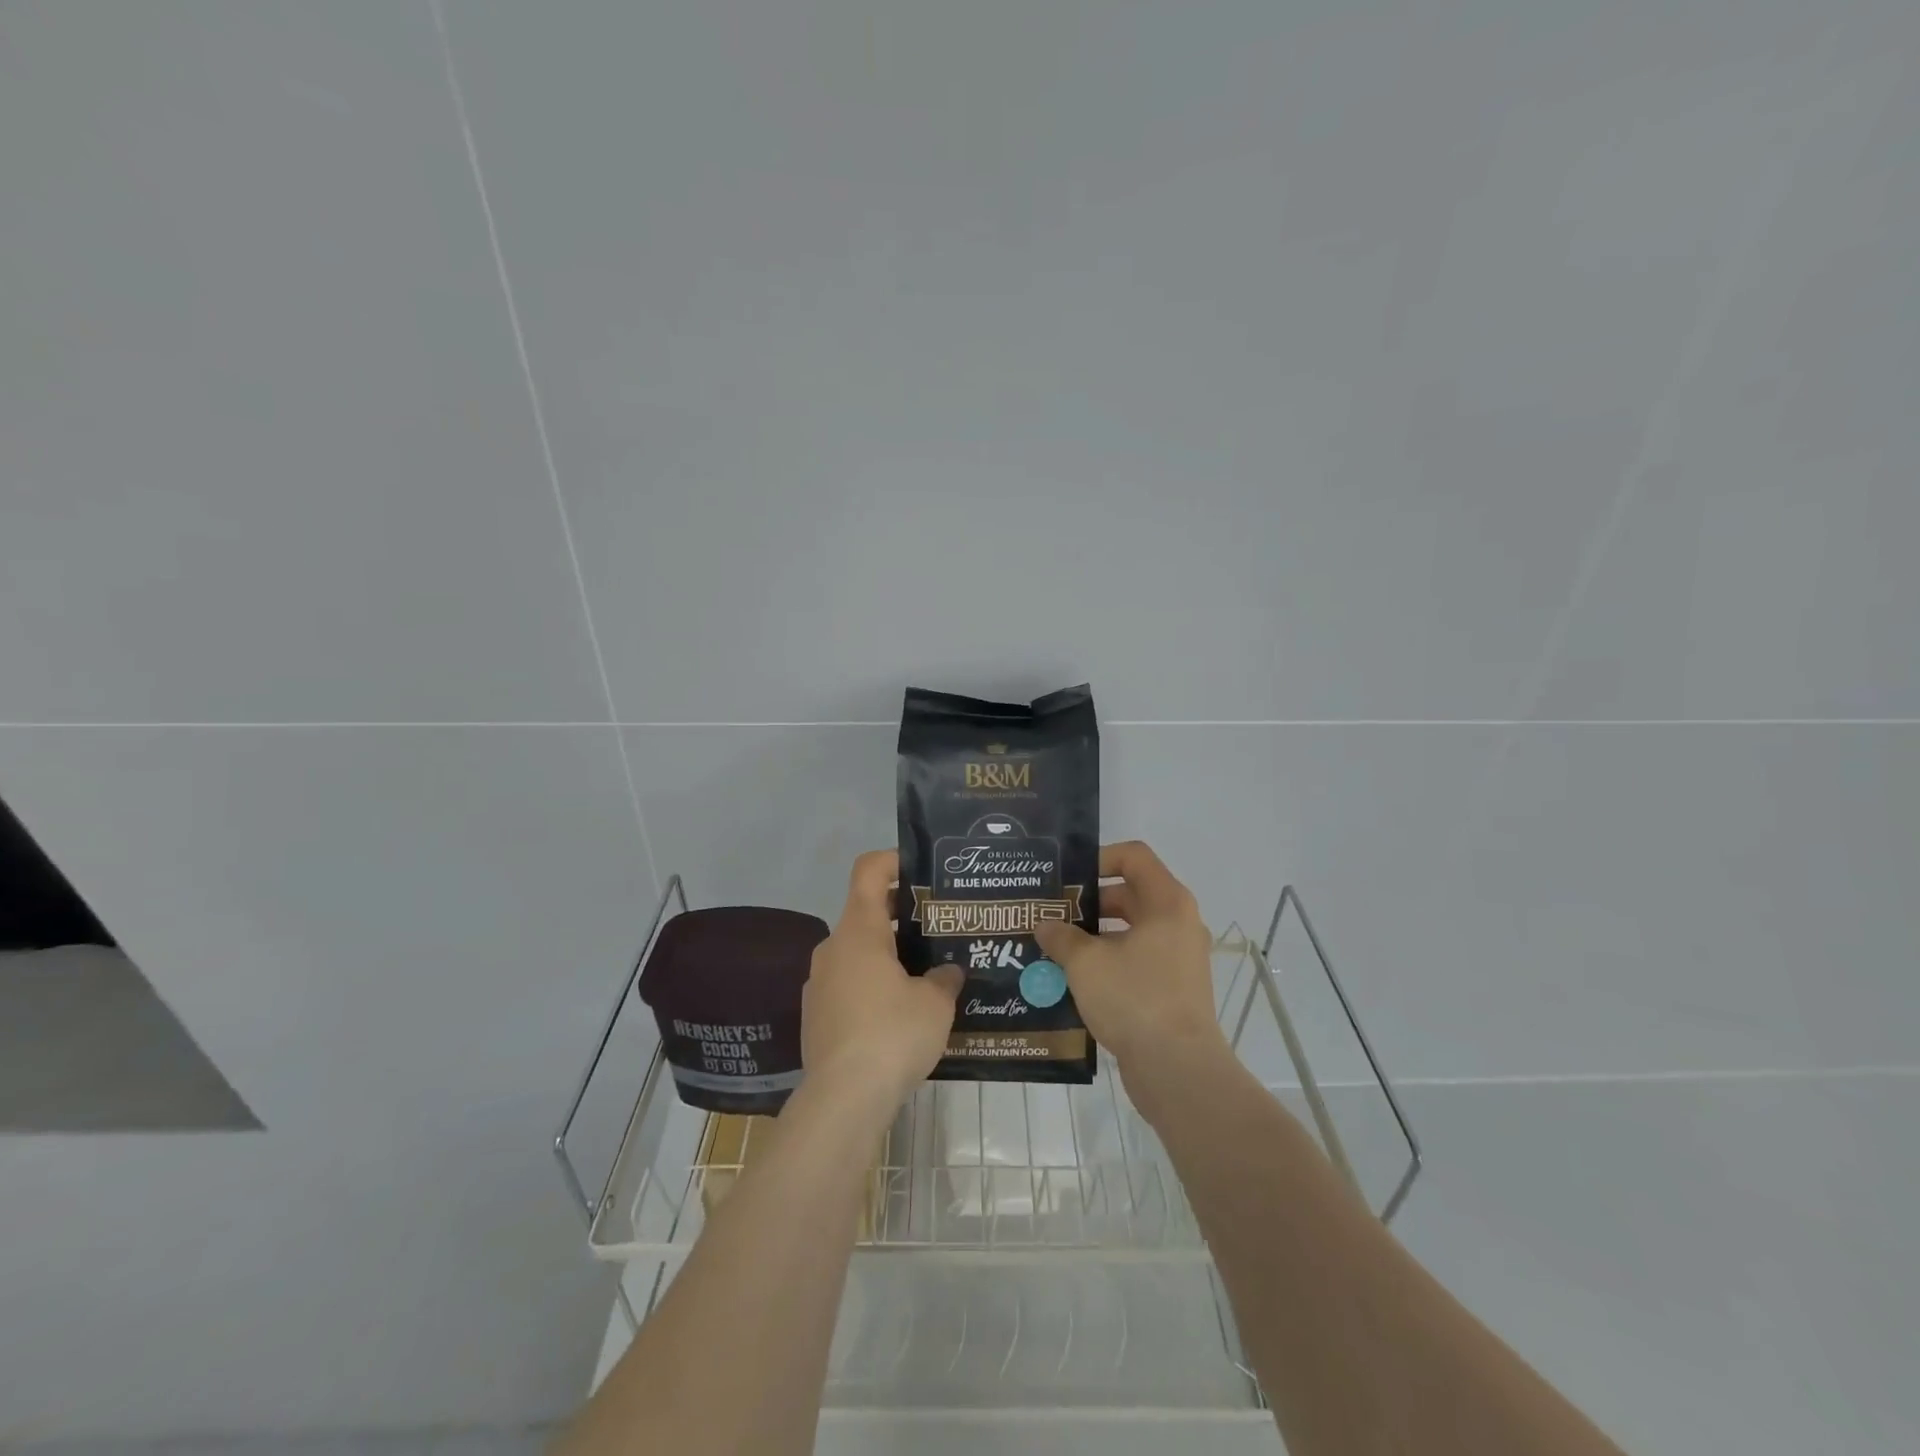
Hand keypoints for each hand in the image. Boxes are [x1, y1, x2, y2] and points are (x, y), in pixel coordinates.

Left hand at [802, 850, 962, 1110]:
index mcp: (859, 931)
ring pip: (857, 952)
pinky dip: (871, 986)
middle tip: (937, 929)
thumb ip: (944, 978)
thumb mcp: (935, 1004)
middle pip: (865, 912)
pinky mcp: (815, 1016)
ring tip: (924, 975)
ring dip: (887, 955)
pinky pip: (848, 984)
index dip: (892, 860)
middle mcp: (833, 948)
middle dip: (901, 915)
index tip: (920, 870)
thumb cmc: (892, 1035)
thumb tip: (947, 973)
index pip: (868, 871)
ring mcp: (819, 983)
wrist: (842, 1099)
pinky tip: (898, 1016)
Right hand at [1034, 841, 1226, 1078]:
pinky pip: (1137, 960)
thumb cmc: (1134, 999)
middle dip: (1089, 902)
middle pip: (1130, 893)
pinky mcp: (1174, 988)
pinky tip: (1074, 978)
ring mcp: (1179, 958)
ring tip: (1056, 946)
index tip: (1068, 878)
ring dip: (1095, 935)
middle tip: (1052, 913)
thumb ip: (1061, 937)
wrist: (1177, 1070)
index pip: (1134, 856)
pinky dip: (1109, 961)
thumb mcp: (1086, 962)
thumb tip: (1045, 925)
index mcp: (1166, 903)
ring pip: (1131, 930)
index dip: (1099, 858)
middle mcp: (1179, 923)